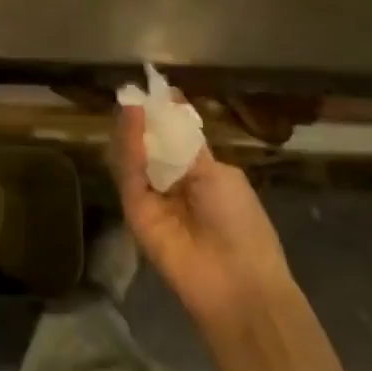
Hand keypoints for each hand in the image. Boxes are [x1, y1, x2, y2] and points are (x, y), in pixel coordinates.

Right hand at [111, 104, 292, 323]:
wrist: (236, 280)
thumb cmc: (242, 224)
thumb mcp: (220, 176)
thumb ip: (187, 149)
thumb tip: (173, 115)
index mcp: (201, 175)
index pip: (176, 140)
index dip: (168, 116)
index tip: (159, 90)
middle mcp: (173, 185)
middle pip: (151, 147)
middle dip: (146, 120)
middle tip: (137, 91)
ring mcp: (152, 198)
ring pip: (135, 157)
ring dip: (134, 128)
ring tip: (133, 99)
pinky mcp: (134, 210)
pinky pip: (129, 174)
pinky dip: (130, 146)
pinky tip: (134, 119)